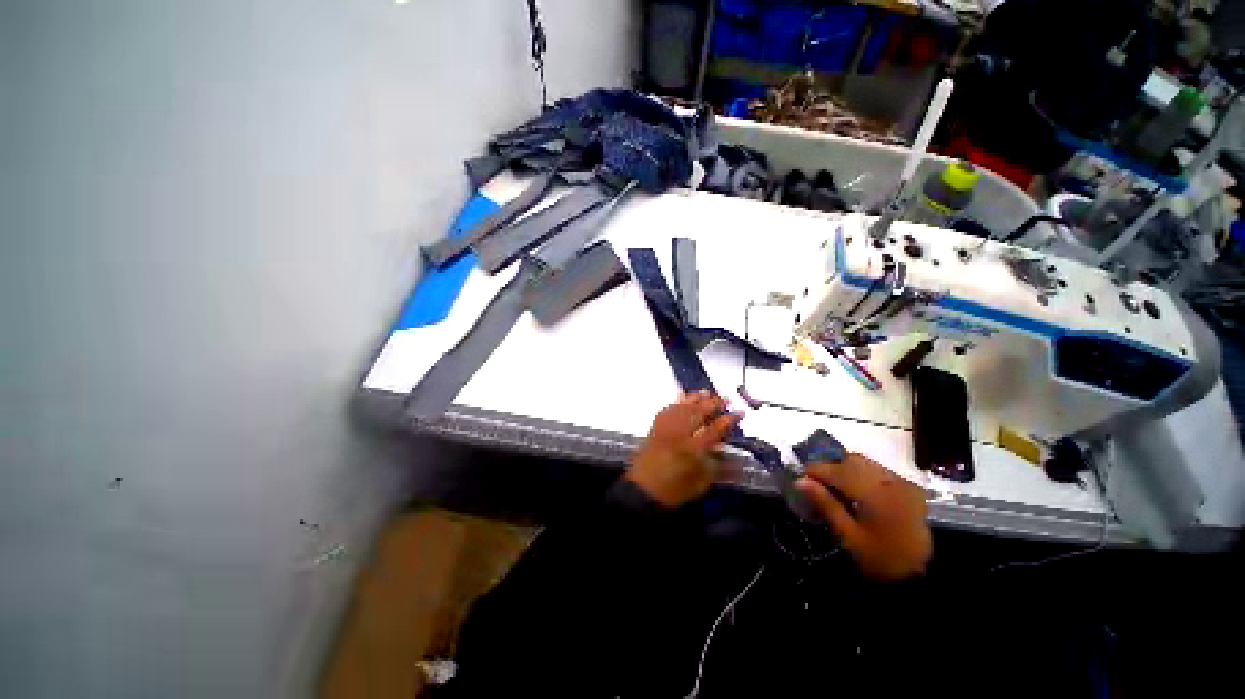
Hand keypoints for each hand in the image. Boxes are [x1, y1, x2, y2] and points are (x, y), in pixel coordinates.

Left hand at [626, 392, 741, 507]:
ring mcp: (666, 429)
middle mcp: (680, 434)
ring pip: (682, 407)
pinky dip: (676, 402)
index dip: (729, 420)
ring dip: (695, 398)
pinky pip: (667, 409)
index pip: (715, 430)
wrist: (643, 490)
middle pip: (698, 413)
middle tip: (725, 398)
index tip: (739, 412)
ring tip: (706, 393)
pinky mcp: (655, 428)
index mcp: (693, 449)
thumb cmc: (674, 491)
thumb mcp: (701, 484)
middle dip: (713, 403)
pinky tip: (682, 399)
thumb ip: (717, 467)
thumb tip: (732, 457)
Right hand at [796, 454, 931, 580]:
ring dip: (844, 468)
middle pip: (850, 460)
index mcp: (873, 493)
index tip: (799, 479)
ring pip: (864, 462)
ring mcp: (899, 481)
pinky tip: (855, 489)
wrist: (922, 575)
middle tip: (816, 483)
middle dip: (830, 467)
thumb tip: (799, 481)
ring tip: (834, 486)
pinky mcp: (906, 486)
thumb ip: (825, 504)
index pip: (835, 470)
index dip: (814, 471)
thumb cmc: (880, 558)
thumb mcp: (849, 536)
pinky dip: (861, 472)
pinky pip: (877, 469)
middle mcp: (888, 480)